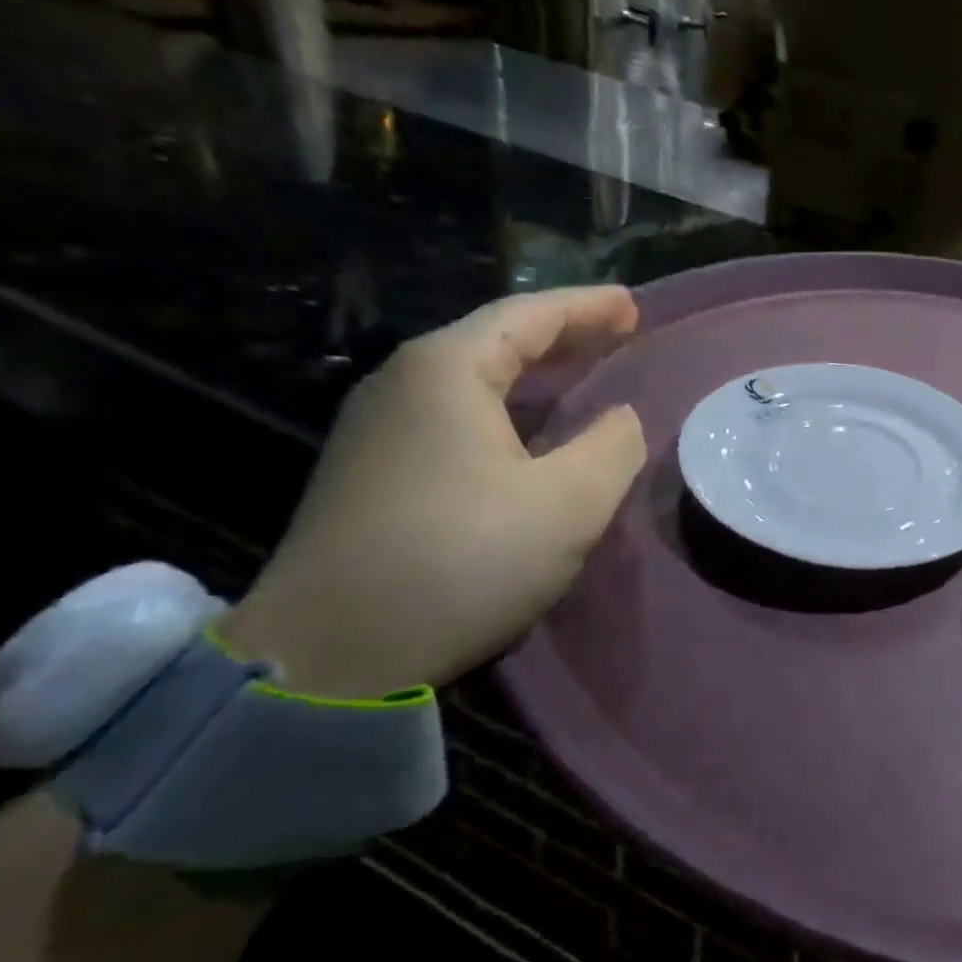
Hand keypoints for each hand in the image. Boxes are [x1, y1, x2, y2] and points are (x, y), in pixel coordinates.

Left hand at [218, 288, 646, 699]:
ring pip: (473, 378)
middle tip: (619, 333)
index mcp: (446, 372)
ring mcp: (377, 429)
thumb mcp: (568, 504)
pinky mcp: (372, 472)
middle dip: (564, 334)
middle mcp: (402, 384)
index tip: (633, 305)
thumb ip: (612, 446)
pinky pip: (454, 414)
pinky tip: (529, 429)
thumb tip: (619, 419)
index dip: (588, 307)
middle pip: (496, 339)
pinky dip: (507, 407)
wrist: (328, 656)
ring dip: (535, 372)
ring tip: (583, 372)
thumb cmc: (461, 562)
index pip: (530, 316)